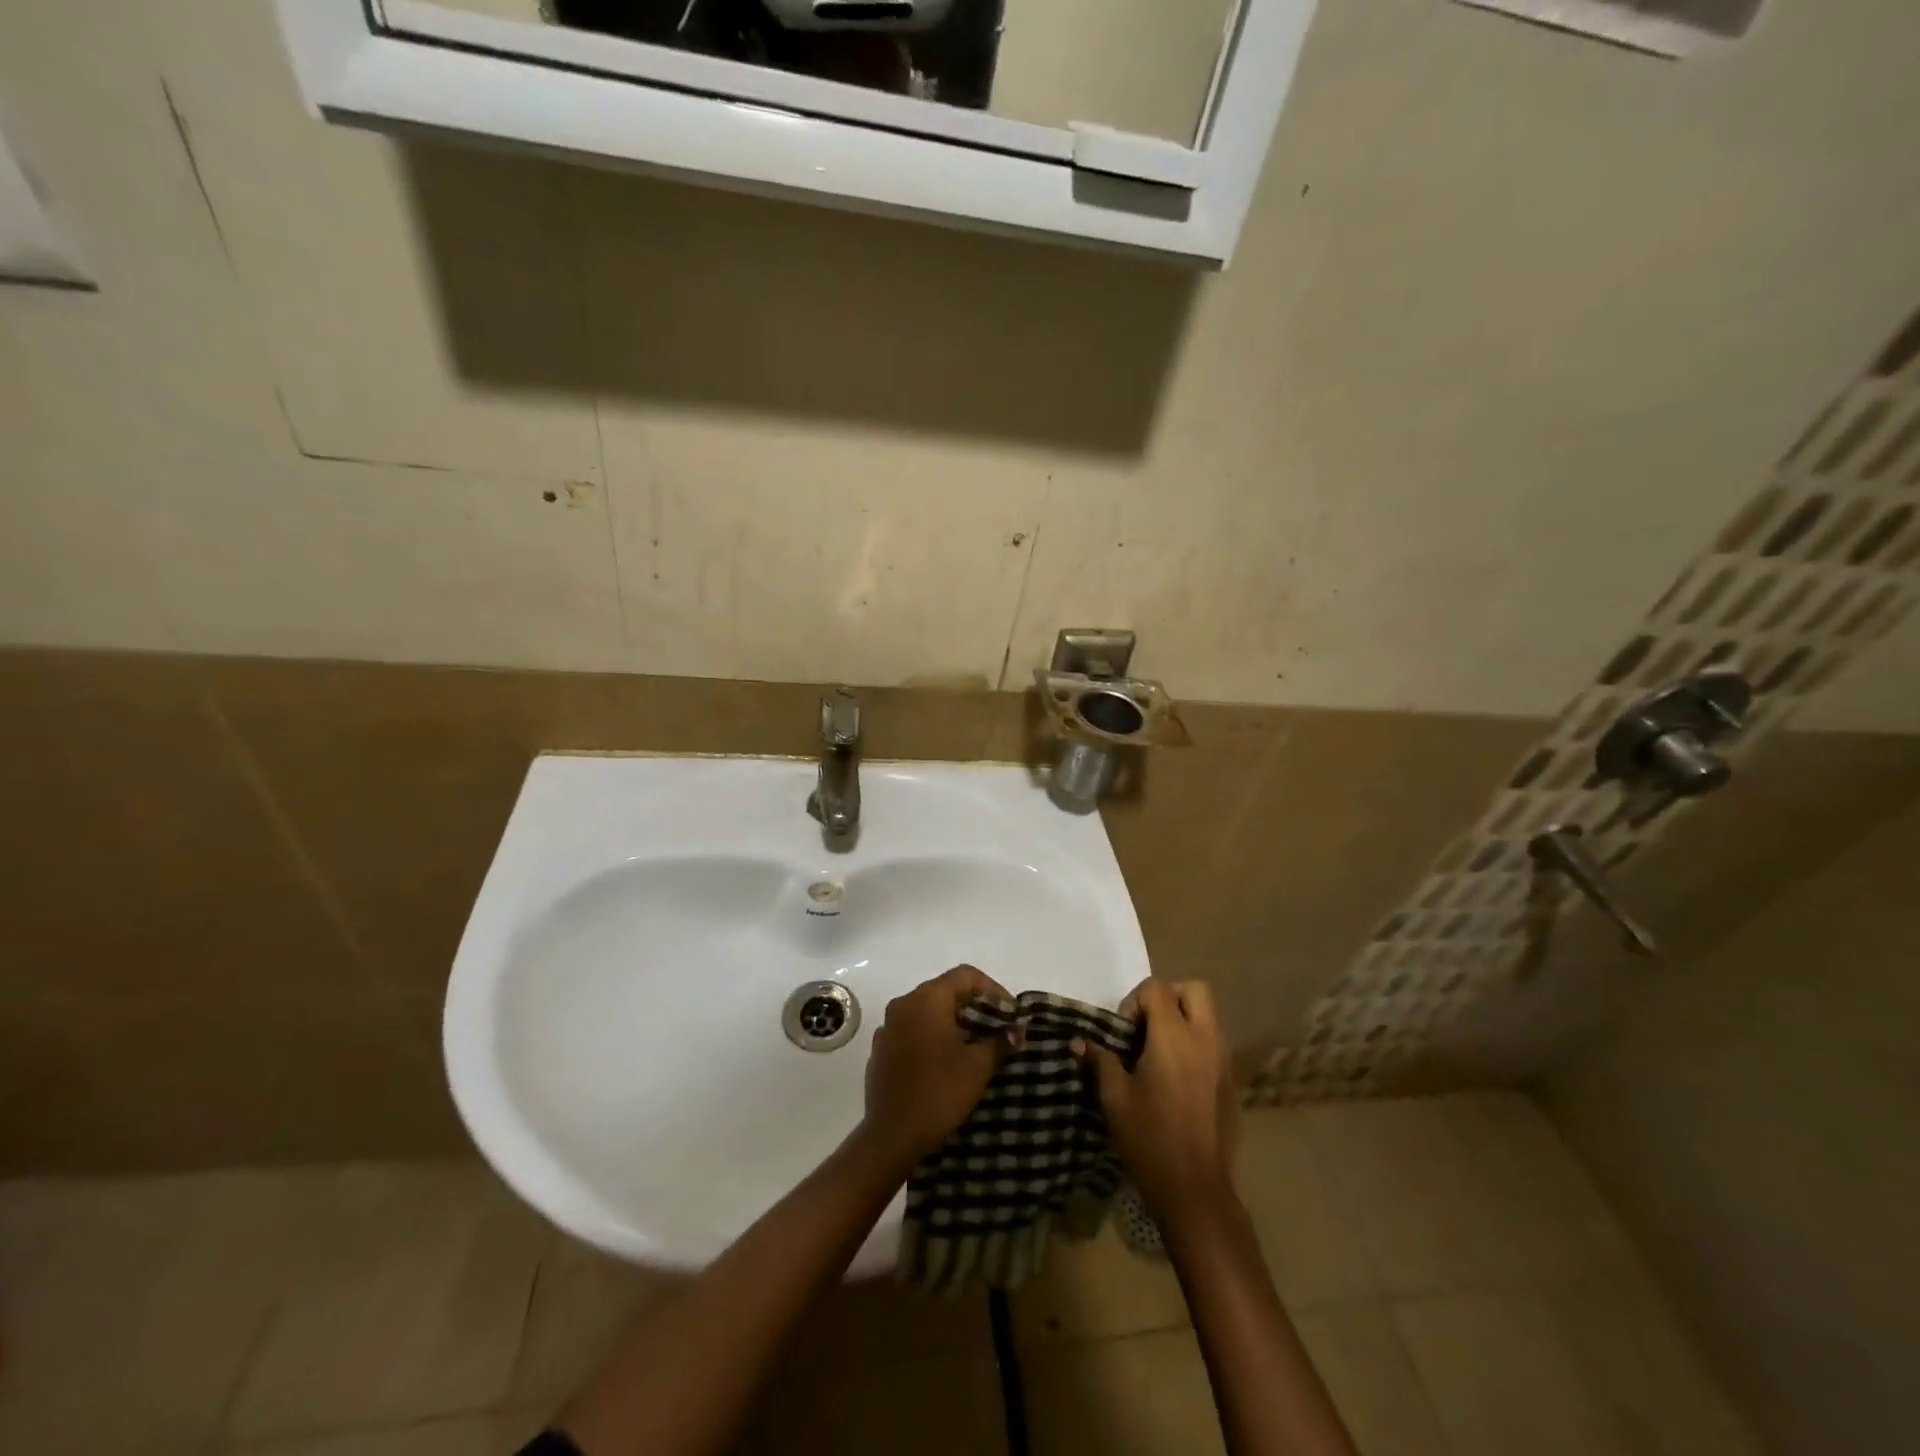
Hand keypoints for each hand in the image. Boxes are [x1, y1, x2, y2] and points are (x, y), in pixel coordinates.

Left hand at [858, 965, 1015, 1170]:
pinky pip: (911, 1030)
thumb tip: (1017, 1030)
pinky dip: (931, 1035)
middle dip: (973, 1005)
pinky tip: (944, 1060)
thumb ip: (1000, 1042)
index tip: (1009, 1013)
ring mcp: (888, 1026)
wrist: (891, 1135)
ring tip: (973, 1044)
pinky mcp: (881, 1049)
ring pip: (926, 1010)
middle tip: (996, 1027)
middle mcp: (904, 1004)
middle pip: (944, 990)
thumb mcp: (977, 1067)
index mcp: (927, 999)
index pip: (965, 975)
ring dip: (951, 1020)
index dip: (992, 989)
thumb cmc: (939, 1092)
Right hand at [1075, 978, 1237, 1229]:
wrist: (1195, 1191)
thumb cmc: (1149, 1139)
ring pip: (1208, 1016)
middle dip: (1168, 997)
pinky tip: (1176, 1079)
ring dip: (1184, 1020)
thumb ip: (1100, 1061)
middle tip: (1146, 1027)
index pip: (1157, 988)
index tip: (1123, 1033)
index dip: (1135, 1001)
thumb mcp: (1115, 1098)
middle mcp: (1204, 1039)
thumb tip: (1079, 1042)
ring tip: (1159, 1053)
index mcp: (1174, 1037)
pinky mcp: (1231, 1082)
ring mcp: (1223, 1061)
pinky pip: (1215, 1044)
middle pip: (1194, 990)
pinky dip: (1196, 1045)